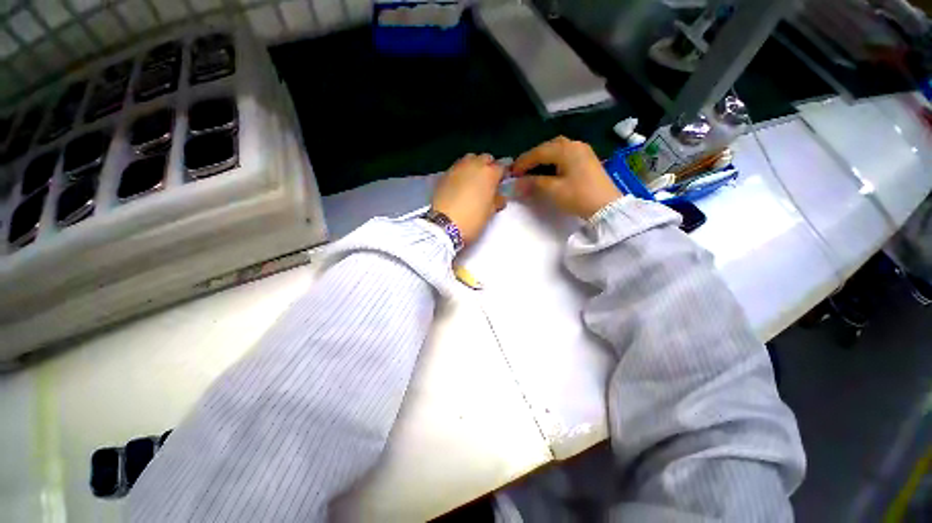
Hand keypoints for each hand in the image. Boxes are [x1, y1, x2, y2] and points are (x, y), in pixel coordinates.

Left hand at [431, 153, 507, 245]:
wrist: (444, 225)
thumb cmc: (473, 220)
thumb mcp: (490, 212)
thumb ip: (497, 201)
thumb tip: (499, 197)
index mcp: (489, 173)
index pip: (501, 167)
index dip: (502, 175)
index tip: (501, 183)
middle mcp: (474, 165)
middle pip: (485, 158)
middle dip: (488, 167)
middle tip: (487, 181)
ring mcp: (458, 167)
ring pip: (469, 159)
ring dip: (474, 166)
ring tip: (473, 180)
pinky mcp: (445, 173)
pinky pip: (457, 167)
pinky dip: (461, 172)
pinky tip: (460, 184)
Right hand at [512, 137, 621, 219]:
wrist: (607, 207)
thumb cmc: (579, 196)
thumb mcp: (553, 190)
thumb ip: (533, 183)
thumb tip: (516, 183)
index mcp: (566, 149)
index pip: (538, 152)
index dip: (523, 163)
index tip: (511, 173)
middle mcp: (574, 145)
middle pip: (547, 147)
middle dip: (532, 158)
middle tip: (521, 171)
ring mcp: (583, 151)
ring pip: (557, 150)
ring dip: (543, 159)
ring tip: (533, 171)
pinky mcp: (587, 160)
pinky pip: (565, 155)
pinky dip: (553, 161)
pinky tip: (549, 170)